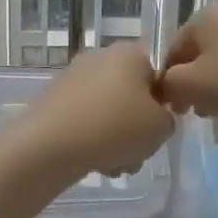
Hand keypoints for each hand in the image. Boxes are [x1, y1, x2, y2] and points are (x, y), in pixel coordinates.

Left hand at [17, 44, 175, 177]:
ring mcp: (73, 77)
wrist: (49, 147)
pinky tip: (93, 162)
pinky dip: (92, 138)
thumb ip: (168, 119)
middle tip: (139, 151)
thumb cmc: (115, 127)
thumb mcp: (161, 127)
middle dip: (138, 126)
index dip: (164, 103)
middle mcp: (101, 56)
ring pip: (109, 110)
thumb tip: (156, 118)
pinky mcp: (53, 100)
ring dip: (117, 137)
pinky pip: (85, 119)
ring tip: (115, 165)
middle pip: (132, 94)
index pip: (159, 74)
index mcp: (130, 53)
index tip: (160, 127)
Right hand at [158, 3, 217, 133]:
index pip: (173, 50)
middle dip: (194, 83)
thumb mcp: (191, 86)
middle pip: (199, 53)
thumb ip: (168, 84)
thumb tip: (168, 85)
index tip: (177, 110)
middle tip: (198, 111)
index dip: (169, 82)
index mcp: (205, 15)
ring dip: (216, 85)